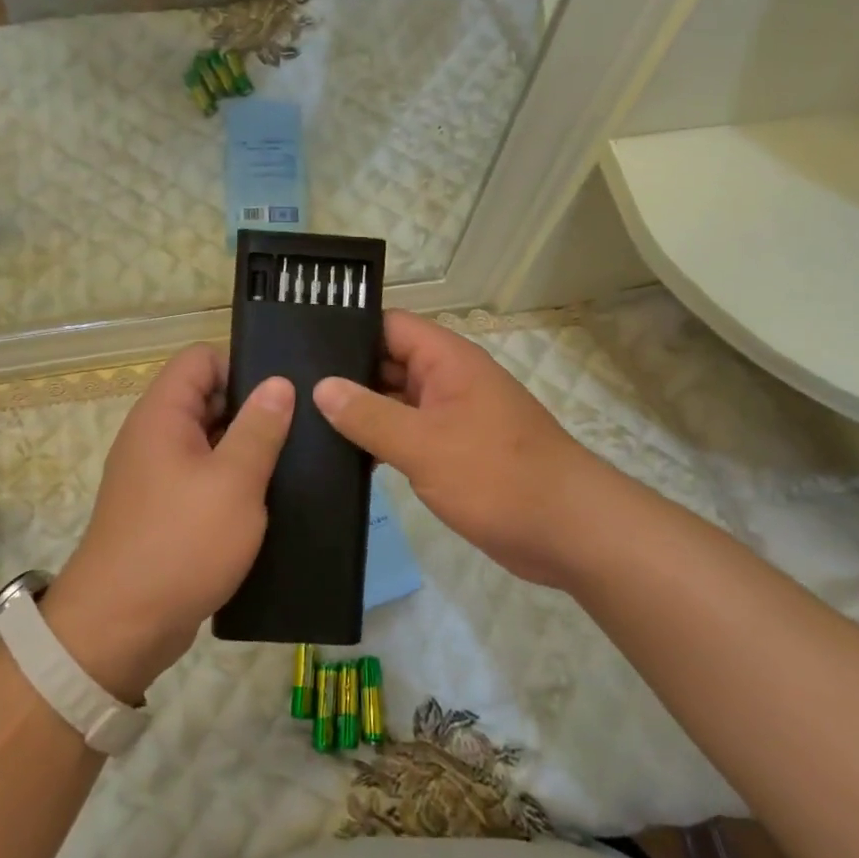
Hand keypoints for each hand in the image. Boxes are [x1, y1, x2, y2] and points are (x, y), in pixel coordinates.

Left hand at [44, 345, 293, 702]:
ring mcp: (159, 473)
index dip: (242, 364)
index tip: (285, 389)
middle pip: (208, 397)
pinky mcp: (167, 508)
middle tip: (306, 425)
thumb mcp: (233, 482)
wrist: (121, 627)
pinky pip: (205, 477)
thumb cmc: (180, 543)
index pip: (201, 357)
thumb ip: (259, 428)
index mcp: (163, 414)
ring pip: (211, 441)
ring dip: (249, 448)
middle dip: (254, 408)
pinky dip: (235, 481)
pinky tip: (273, 497)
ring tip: (300, 460)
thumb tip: (279, 382)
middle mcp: (156, 435)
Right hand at [313, 311, 604, 588]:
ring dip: (360, 413)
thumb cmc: (497, 476)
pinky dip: (380, 441)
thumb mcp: (423, 444)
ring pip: (395, 402)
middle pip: (388, 363)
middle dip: (345, 376)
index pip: (388, 326)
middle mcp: (448, 380)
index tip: (300, 347)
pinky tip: (343, 458)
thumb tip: (321, 387)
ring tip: (303, 423)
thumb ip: (368, 415)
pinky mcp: (454, 451)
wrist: (569, 531)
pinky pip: (408, 434)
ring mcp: (452, 416)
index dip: (347, 331)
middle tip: (289, 391)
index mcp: (446, 360)